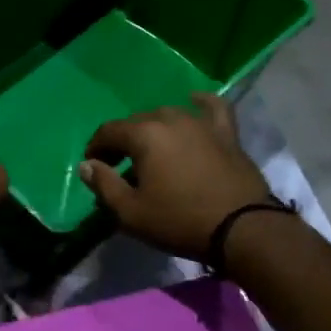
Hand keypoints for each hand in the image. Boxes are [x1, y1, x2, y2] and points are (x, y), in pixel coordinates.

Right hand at [77, 94, 269, 259]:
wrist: (242, 229)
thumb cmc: (179, 221)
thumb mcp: (130, 212)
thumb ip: (104, 185)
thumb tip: (87, 165)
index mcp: (144, 135)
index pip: (109, 131)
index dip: (96, 147)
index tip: (93, 164)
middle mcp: (170, 119)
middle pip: (136, 122)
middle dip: (123, 140)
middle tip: (119, 164)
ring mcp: (201, 123)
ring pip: (168, 115)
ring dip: (153, 129)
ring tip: (150, 150)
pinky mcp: (226, 133)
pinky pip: (212, 108)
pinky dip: (200, 102)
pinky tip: (193, 101)